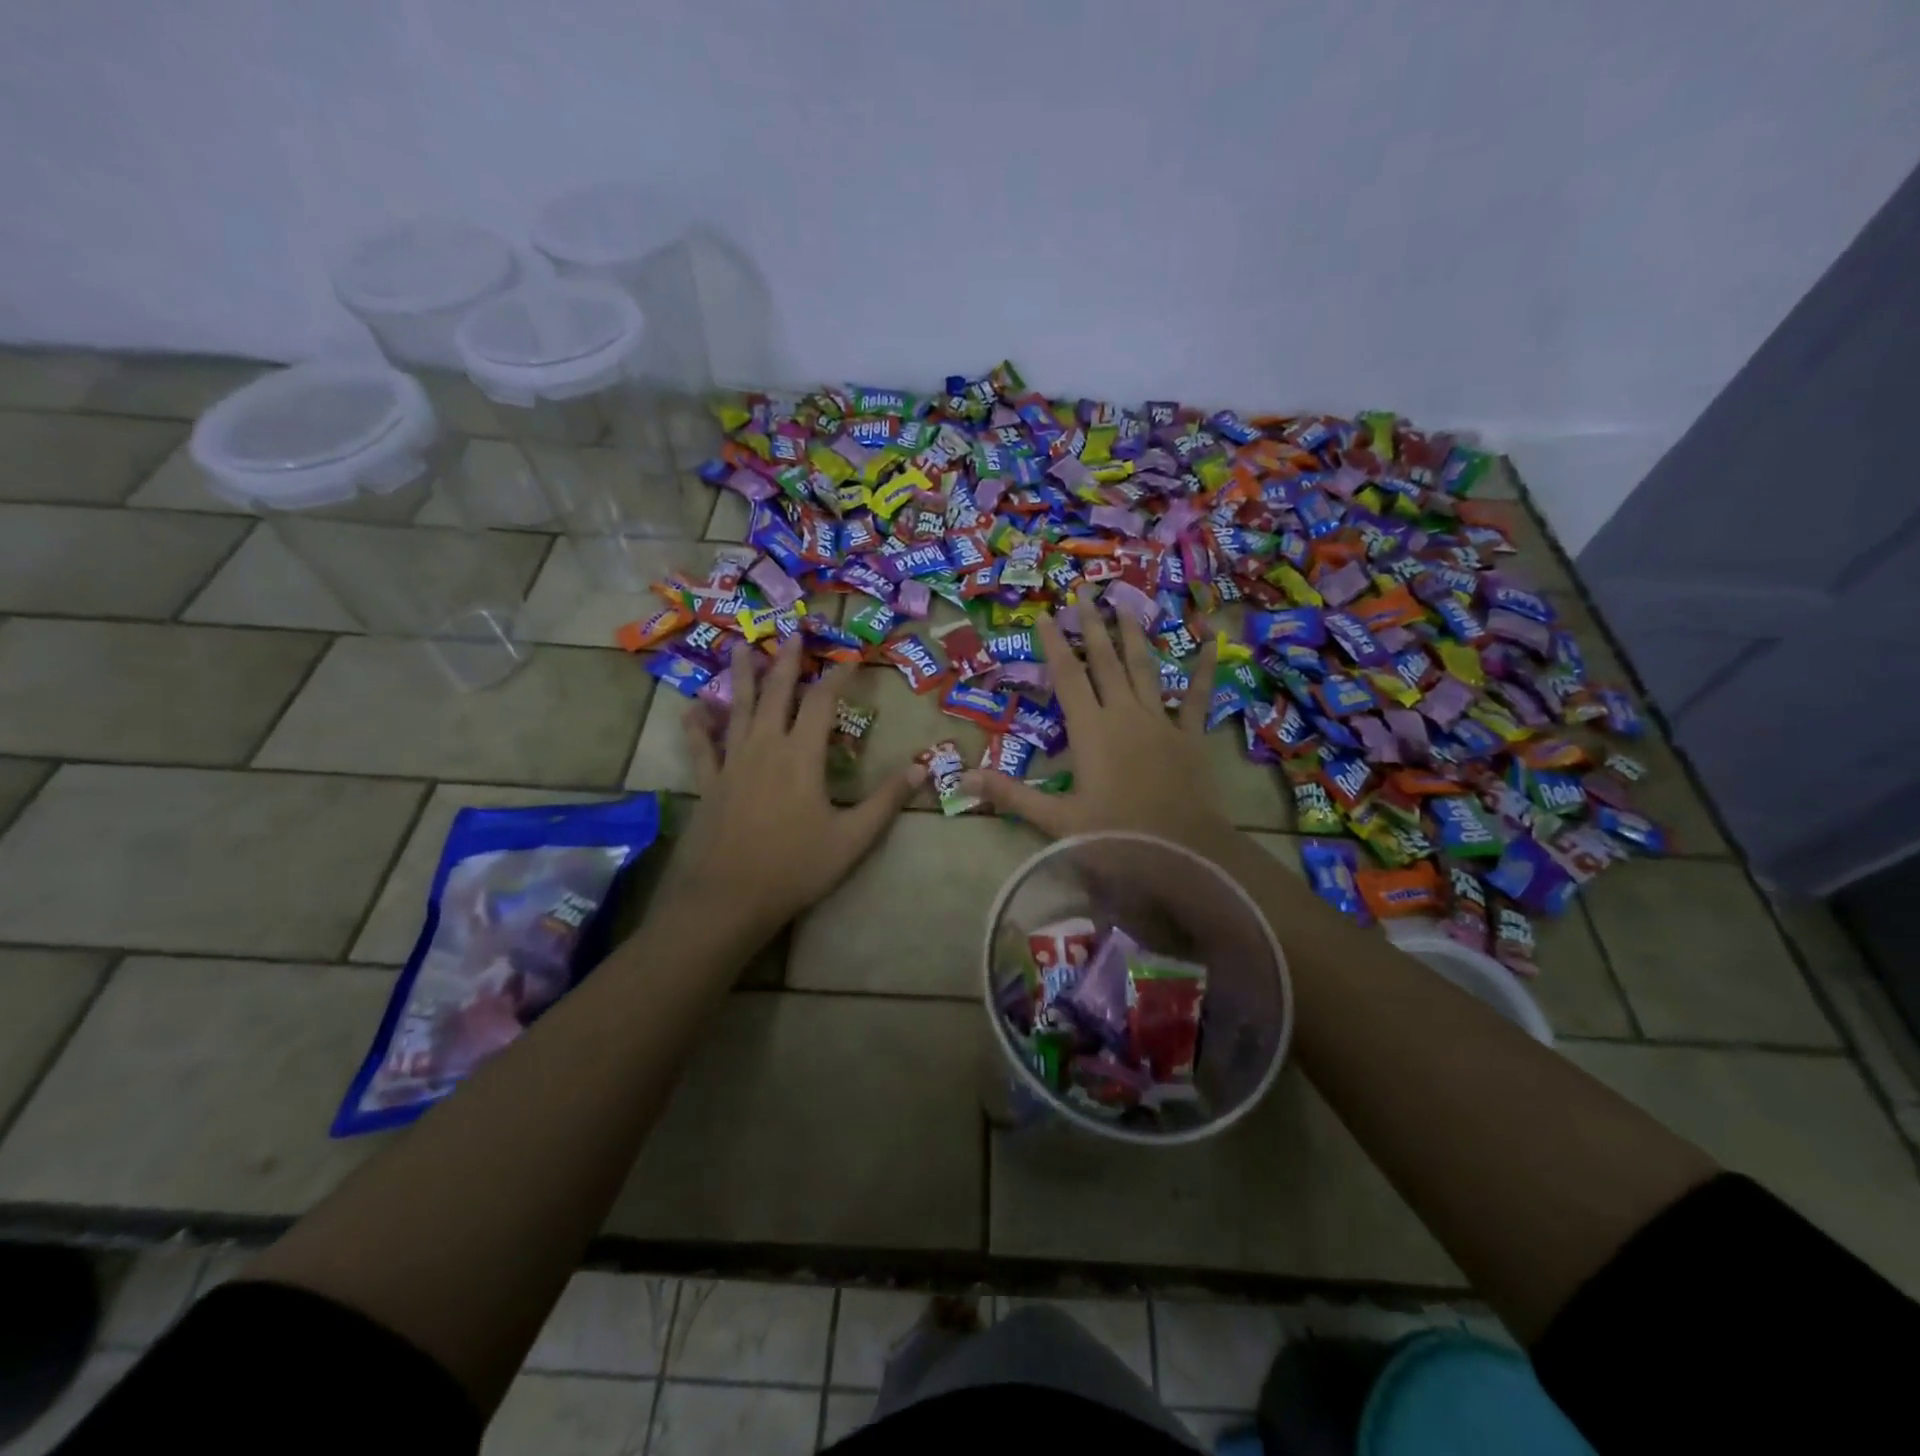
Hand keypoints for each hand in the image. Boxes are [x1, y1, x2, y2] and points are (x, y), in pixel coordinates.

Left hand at [671, 637, 923, 944]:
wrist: (727, 898)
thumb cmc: (795, 867)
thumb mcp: (853, 838)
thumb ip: (886, 800)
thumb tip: (924, 768)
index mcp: (801, 756)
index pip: (822, 702)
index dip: (837, 675)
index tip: (849, 656)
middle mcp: (765, 747)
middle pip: (776, 693)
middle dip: (786, 660)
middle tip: (790, 631)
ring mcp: (731, 763)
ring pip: (737, 708)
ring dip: (742, 676)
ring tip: (741, 646)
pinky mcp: (708, 783)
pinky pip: (700, 745)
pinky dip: (698, 724)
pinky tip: (694, 708)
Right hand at [961, 612, 1240, 856]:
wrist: (1183, 854)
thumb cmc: (1116, 838)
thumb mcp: (1057, 820)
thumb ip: (1011, 796)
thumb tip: (962, 779)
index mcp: (1091, 730)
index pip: (1067, 678)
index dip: (1054, 645)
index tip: (1046, 614)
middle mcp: (1125, 714)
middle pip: (1105, 662)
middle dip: (1093, 625)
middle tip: (1085, 591)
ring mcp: (1161, 722)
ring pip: (1145, 669)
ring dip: (1134, 636)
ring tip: (1128, 604)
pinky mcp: (1190, 736)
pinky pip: (1198, 696)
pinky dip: (1203, 670)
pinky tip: (1211, 643)